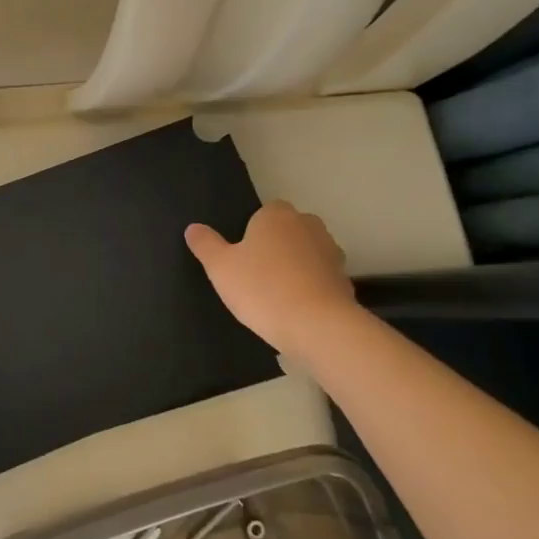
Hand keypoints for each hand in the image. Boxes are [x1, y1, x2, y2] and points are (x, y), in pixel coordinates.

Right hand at [185, 201, 355, 354]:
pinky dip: (310, 289)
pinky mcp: (345, 281)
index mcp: (277, 215)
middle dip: (276, 247)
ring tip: (276, 296)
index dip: (252, 232)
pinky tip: (296, 310)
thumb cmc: (262, 288)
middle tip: (255, 275)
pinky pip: (320, 279)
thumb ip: (205, 244)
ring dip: (295, 267)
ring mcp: (331, 253)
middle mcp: (308, 225)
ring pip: (306, 254)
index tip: (242, 256)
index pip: (264, 211)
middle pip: (288, 231)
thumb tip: (193, 227)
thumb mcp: (220, 267)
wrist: (316, 327)